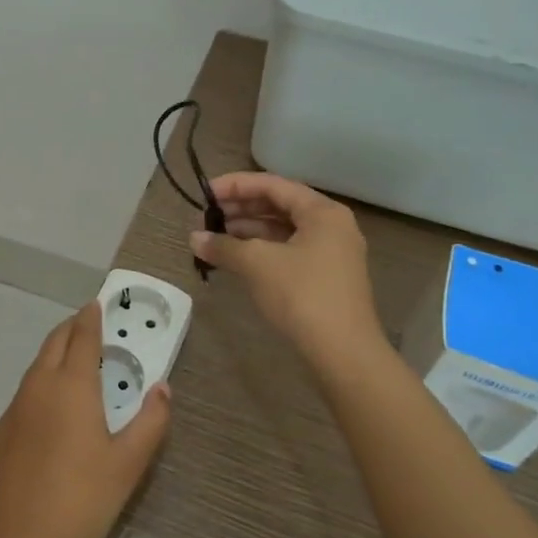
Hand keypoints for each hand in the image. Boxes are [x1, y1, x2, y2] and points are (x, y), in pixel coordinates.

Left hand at [0, 302, 169, 537]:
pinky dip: (39, 387)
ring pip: (34, 369)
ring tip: (71, 364)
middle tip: (86, 326)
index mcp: (71, 386)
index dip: (90, 317)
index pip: (82, 337)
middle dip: (70, 329)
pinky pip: (23, 397)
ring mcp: (12, 411)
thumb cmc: (83, 501)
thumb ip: (151, 421)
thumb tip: (162, 387)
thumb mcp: (129, 463)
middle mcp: (37, 388)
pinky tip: (48, 413)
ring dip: (53, 357)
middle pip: (53, 344)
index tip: (96, 304)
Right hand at [191, 172, 383, 365]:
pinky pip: (289, 251)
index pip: (273, 184)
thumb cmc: (302, 296)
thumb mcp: (257, 264)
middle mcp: (331, 225)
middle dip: (241, 209)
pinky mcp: (326, 277)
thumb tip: (194, 238)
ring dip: (248, 231)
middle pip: (279, 205)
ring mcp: (332, 253)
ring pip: (283, 230)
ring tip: (215, 238)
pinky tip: (237, 259)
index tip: (204, 194)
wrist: (343, 353)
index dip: (235, 185)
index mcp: (322, 211)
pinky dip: (262, 251)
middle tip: (207, 217)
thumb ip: (224, 246)